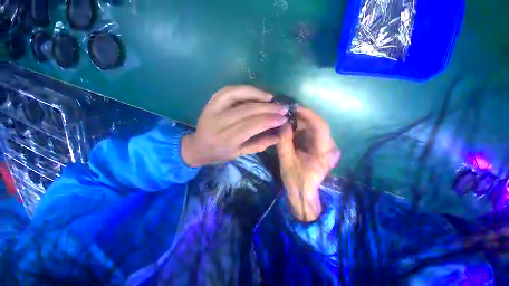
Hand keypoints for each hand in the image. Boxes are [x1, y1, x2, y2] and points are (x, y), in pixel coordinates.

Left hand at [181, 86, 288, 166]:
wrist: (198, 146)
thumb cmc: (220, 153)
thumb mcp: (240, 154)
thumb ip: (259, 144)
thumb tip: (278, 136)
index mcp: (226, 139)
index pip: (252, 125)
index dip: (269, 120)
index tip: (283, 118)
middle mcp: (219, 123)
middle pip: (247, 110)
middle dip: (268, 108)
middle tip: (282, 108)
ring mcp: (213, 109)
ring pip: (237, 96)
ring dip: (257, 95)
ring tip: (271, 98)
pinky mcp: (211, 101)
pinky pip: (229, 90)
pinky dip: (244, 89)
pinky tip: (256, 92)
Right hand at [277, 107, 339, 221]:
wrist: (303, 194)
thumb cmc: (295, 180)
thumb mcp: (286, 160)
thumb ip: (284, 140)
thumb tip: (283, 122)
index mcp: (324, 151)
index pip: (320, 125)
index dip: (307, 114)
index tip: (294, 107)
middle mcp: (331, 147)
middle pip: (317, 125)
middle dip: (301, 119)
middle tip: (286, 115)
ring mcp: (328, 148)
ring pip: (314, 129)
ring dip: (300, 124)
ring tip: (286, 122)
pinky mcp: (322, 149)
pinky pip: (312, 134)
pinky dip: (301, 131)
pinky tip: (291, 130)